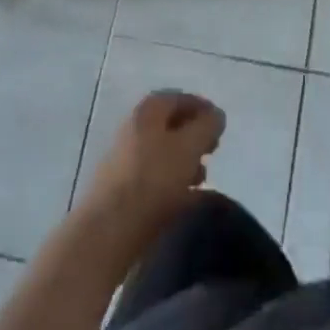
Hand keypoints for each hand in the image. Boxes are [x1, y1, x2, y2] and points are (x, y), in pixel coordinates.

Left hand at [79, 91, 224, 243]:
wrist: (108, 231)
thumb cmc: (153, 179)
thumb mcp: (189, 146)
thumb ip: (207, 126)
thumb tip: (216, 115)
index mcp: (148, 111)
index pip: (180, 98)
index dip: (203, 108)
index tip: (221, 126)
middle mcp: (133, 128)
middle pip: (171, 125)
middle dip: (195, 137)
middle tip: (213, 151)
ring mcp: (125, 159)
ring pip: (163, 153)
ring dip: (185, 161)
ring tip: (204, 179)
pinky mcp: (122, 190)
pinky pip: (154, 178)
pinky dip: (173, 183)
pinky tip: (188, 200)